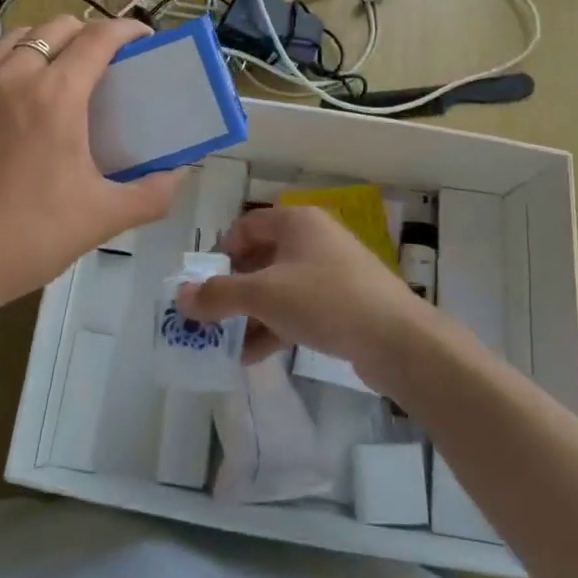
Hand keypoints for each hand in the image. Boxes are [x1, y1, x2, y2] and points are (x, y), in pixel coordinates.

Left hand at [0, 17, 185, 315]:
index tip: (142, 38)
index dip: (127, 29)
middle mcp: (14, 75)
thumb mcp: (104, 218)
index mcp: (57, 96)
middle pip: (58, 28)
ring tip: (55, 69)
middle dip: (87, 35)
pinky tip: (4, 78)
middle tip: (101, 63)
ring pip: (15, 36)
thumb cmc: (31, 237)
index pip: (99, 38)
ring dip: (44, 42)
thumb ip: (153, 193)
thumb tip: (181, 172)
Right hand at [176, 205, 432, 389]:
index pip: (245, 227)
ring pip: (279, 287)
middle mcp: (313, 238)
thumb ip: (218, 295)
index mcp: (296, 221)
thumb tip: (180, 296)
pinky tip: (255, 355)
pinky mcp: (343, 302)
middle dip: (233, 290)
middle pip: (260, 258)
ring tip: (227, 344)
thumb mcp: (264, 295)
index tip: (205, 286)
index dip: (221, 254)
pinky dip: (276, 326)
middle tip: (210, 318)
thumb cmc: (325, 300)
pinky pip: (299, 308)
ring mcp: (331, 271)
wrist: (397, 339)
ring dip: (251, 313)